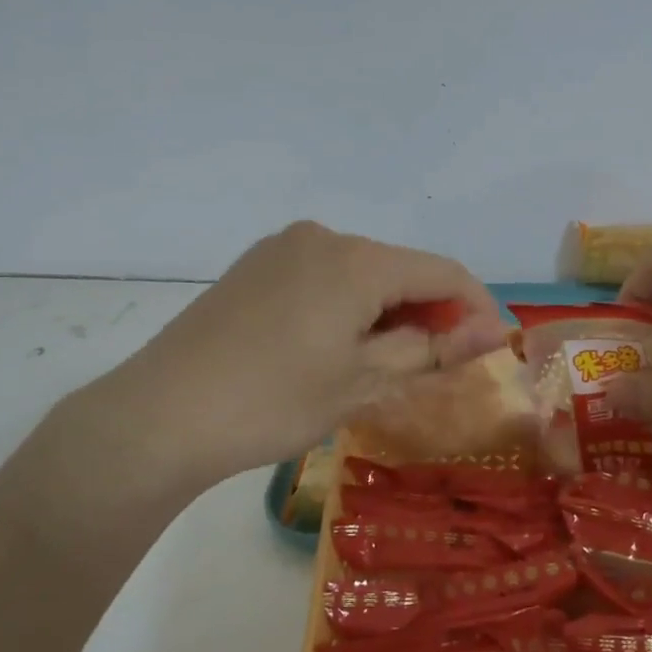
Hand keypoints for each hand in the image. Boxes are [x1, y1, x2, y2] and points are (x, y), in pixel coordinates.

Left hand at [61, 221, 507, 485]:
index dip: (476, 307)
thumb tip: (491, 332)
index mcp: (356, 259)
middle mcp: (322, 236)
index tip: (491, 348)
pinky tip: (333, 348)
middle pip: (400, 269)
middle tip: (436, 368)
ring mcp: (282, 248)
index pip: (443, 272)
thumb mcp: (363, 382)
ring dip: (386, 312)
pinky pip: (322, 277)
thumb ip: (432, 350)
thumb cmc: (273, 401)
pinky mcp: (254, 267)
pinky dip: (347, 307)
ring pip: (360, 274)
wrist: (160, 415)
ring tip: (383, 365)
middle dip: (428, 313)